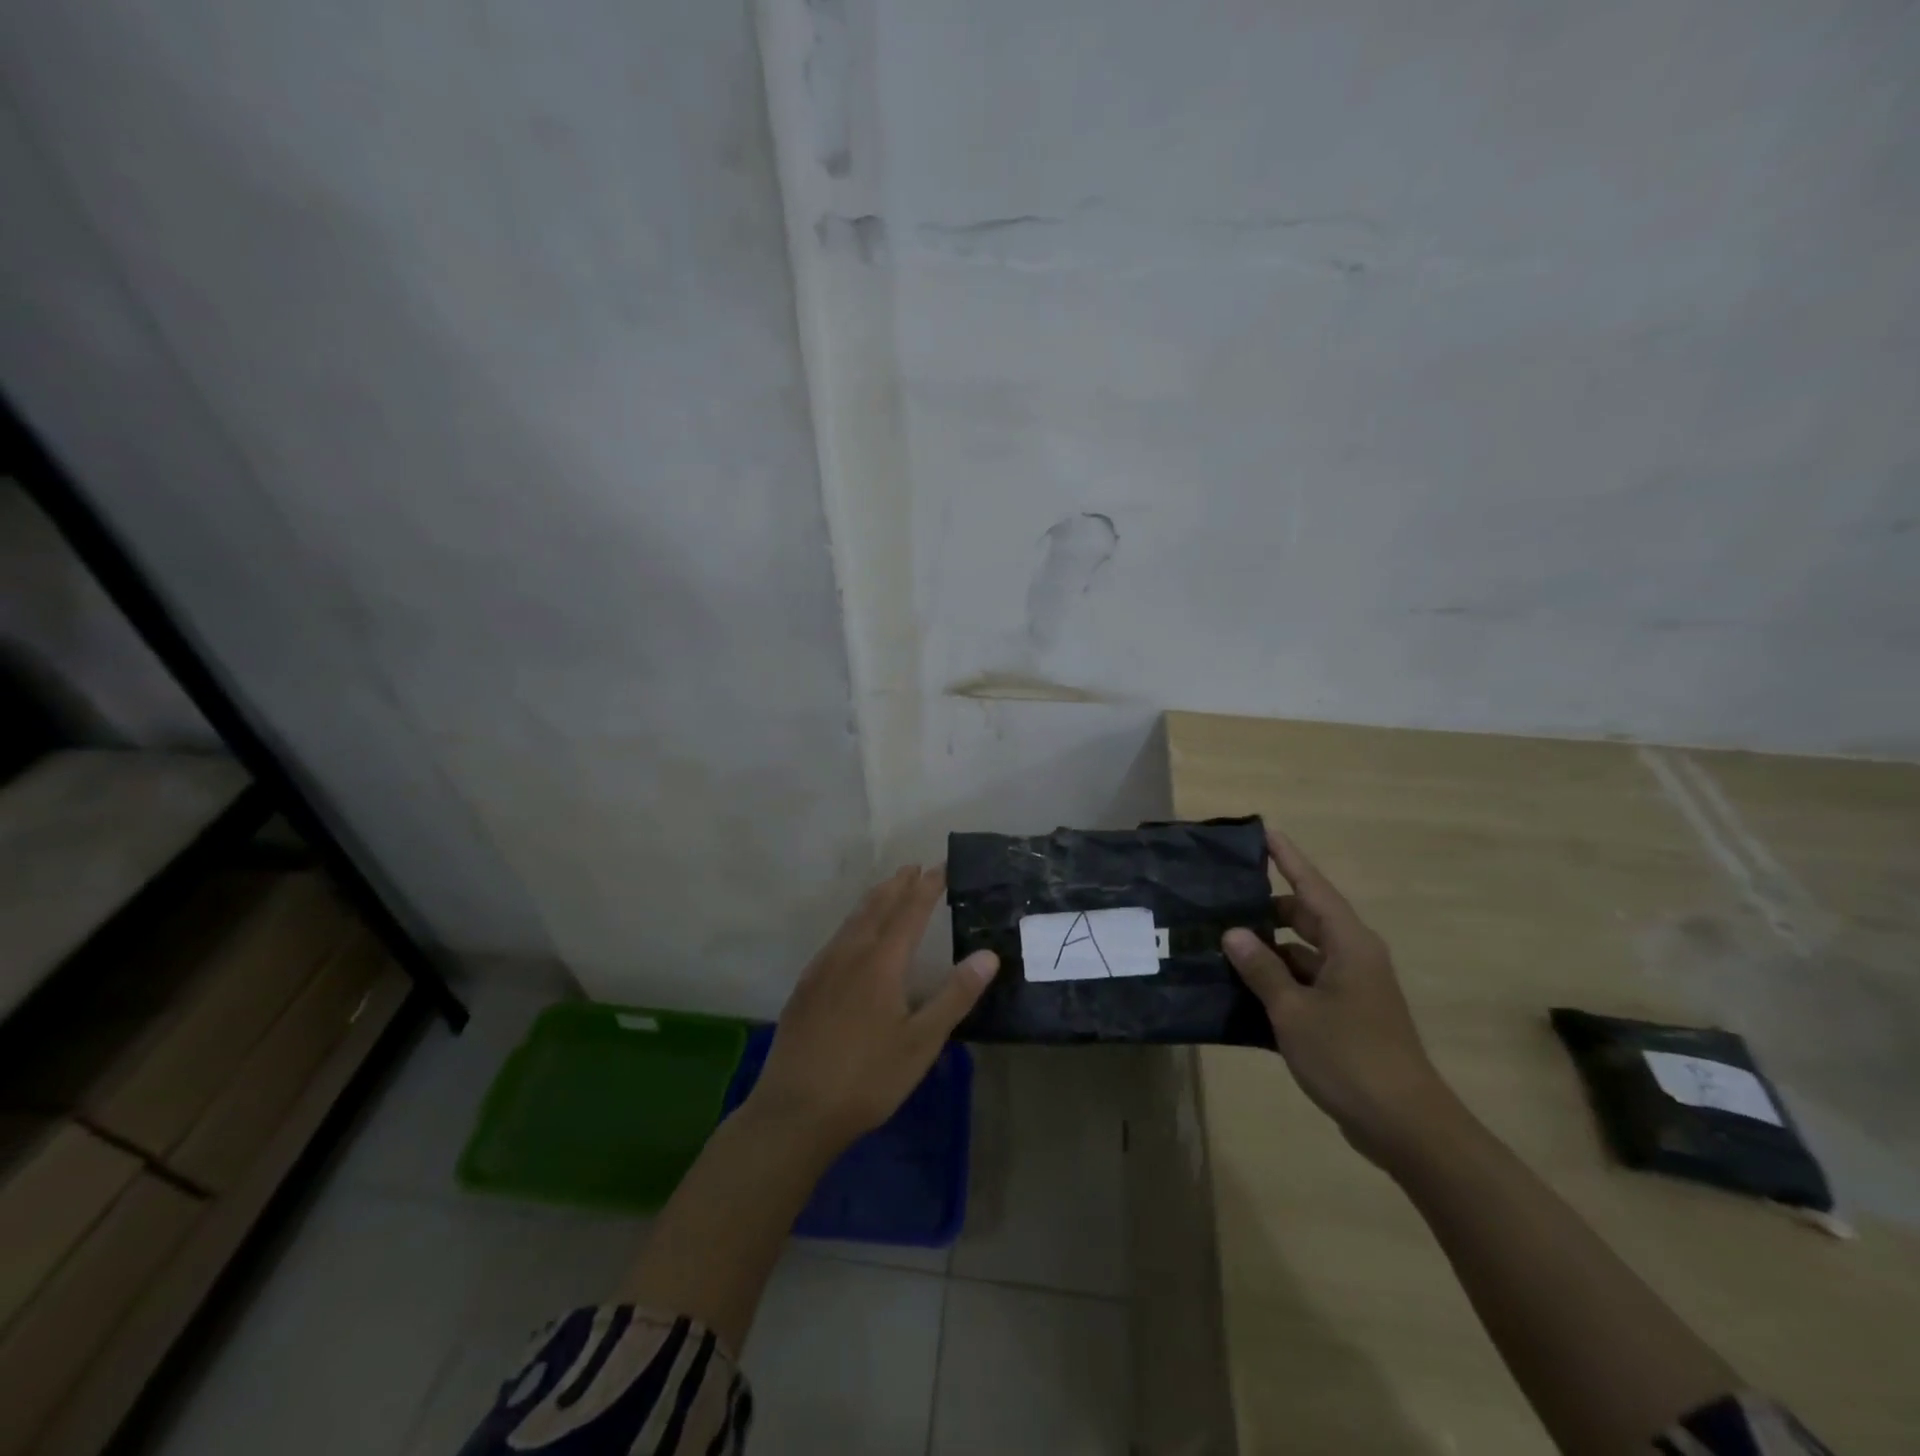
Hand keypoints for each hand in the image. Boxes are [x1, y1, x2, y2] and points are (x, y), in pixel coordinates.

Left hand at [745, 865, 999, 1150]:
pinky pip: (834, 939)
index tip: (940, 867)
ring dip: (873, 900)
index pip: (909, 912)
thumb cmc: (868, 1077)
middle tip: (913, 867)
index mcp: (881, 963)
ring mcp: (822, 970)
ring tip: (886, 889)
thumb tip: (988, 954)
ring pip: (851, 921)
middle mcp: (849, 955)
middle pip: (876, 908)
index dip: (926, 888)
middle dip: (897, 886)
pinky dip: (852, 923)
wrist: (795, 1111)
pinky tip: (851, 937)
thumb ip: (955, 995)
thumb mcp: (922, 1042)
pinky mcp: (805, 988)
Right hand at [1222, 829, 1454, 1164]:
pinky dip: (1278, 979)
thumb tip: (1234, 933)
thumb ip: (1262, 969)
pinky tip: (1242, 987)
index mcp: (1348, 944)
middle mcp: (1353, 957)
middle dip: (1267, 906)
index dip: (1288, 859)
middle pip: (1306, 917)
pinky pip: (1306, 982)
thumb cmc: (1350, 1056)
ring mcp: (1352, 988)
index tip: (1264, 832)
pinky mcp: (1347, 1016)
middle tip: (1222, 896)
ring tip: (1221, 941)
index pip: (1312, 887)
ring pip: (1303, 952)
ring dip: (1268, 948)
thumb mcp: (1294, 1010)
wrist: (1405, 1125)